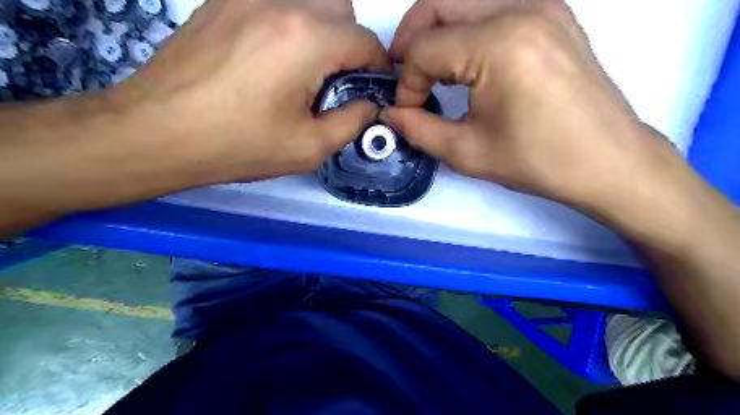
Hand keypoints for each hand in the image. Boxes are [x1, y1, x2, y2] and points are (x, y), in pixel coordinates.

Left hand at [115, 0, 389, 183]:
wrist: (156, 132)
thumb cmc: (237, 145)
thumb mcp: (309, 147)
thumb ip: (351, 123)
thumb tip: (367, 105)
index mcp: (307, 40)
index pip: (365, 40)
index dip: (376, 66)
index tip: (370, 89)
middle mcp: (281, 3)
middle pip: (340, 8)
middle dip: (350, 44)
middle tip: (333, 83)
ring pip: (308, 1)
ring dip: (320, 32)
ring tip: (301, 71)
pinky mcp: (221, 1)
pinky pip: (274, 2)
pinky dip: (288, 25)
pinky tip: (269, 59)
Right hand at [381, 1, 680, 212]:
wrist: (607, 161)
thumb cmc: (538, 161)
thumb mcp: (467, 152)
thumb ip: (419, 129)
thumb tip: (392, 114)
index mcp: (499, 45)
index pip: (424, 48)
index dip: (406, 82)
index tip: (408, 110)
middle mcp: (521, 8)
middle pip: (438, 4)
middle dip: (411, 40)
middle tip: (407, 78)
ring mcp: (541, 4)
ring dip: (436, 30)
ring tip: (431, 69)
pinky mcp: (552, 13)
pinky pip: (491, 5)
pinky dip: (465, 28)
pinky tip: (465, 61)